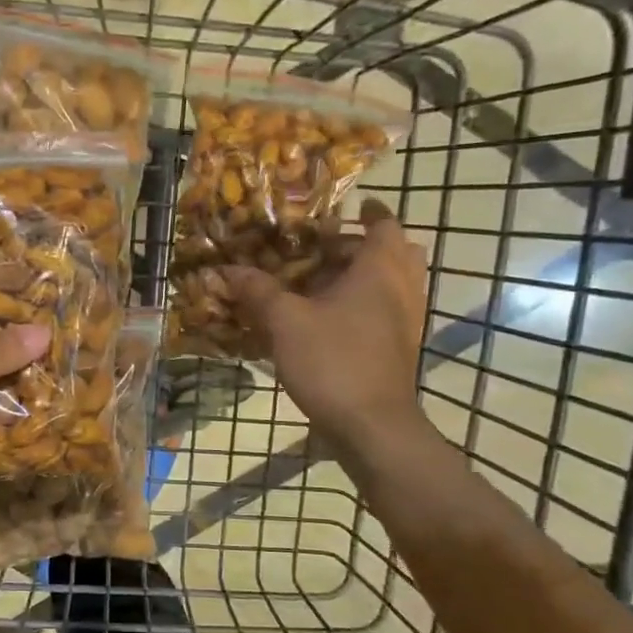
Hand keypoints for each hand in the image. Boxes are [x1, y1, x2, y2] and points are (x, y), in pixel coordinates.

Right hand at [224, 200, 428, 457]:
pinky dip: (365, 305)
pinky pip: (387, 312)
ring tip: (325, 282)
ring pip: (393, 284)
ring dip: (365, 276)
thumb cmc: (333, 361)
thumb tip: (227, 269)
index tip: (350, 206)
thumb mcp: (284, 321)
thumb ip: (257, 291)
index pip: (384, 224)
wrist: (371, 426)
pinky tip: (330, 320)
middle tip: (329, 247)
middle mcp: (402, 289)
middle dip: (365, 245)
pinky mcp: (399, 349)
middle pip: (396, 252)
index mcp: (380, 270)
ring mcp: (406, 321)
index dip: (368, 212)